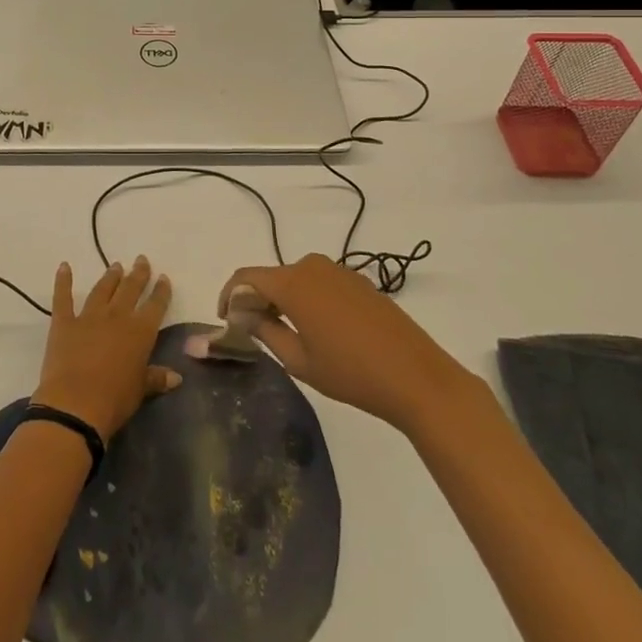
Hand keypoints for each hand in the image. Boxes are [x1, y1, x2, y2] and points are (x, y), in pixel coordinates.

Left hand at [32, 256, 179, 440]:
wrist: (75, 404)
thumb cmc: (114, 400)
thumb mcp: (140, 390)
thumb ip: (156, 378)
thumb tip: (177, 377)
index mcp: (140, 331)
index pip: (155, 305)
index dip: (161, 291)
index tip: (163, 278)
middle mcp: (117, 316)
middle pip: (130, 289)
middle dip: (138, 274)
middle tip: (141, 260)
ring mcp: (89, 316)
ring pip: (103, 289)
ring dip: (110, 276)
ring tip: (116, 265)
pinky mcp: (64, 323)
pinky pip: (63, 297)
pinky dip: (63, 281)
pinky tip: (64, 266)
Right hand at [218, 253, 477, 431]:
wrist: (416, 376)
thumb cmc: (351, 372)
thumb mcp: (299, 360)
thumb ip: (264, 331)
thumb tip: (242, 314)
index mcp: (292, 283)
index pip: (245, 277)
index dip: (228, 295)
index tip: (224, 320)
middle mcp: (312, 266)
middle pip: (270, 276)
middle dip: (254, 299)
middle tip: (250, 332)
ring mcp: (338, 270)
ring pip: (294, 279)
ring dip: (280, 299)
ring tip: (280, 332)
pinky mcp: (357, 280)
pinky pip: (318, 282)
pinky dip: (305, 299)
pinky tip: (314, 329)